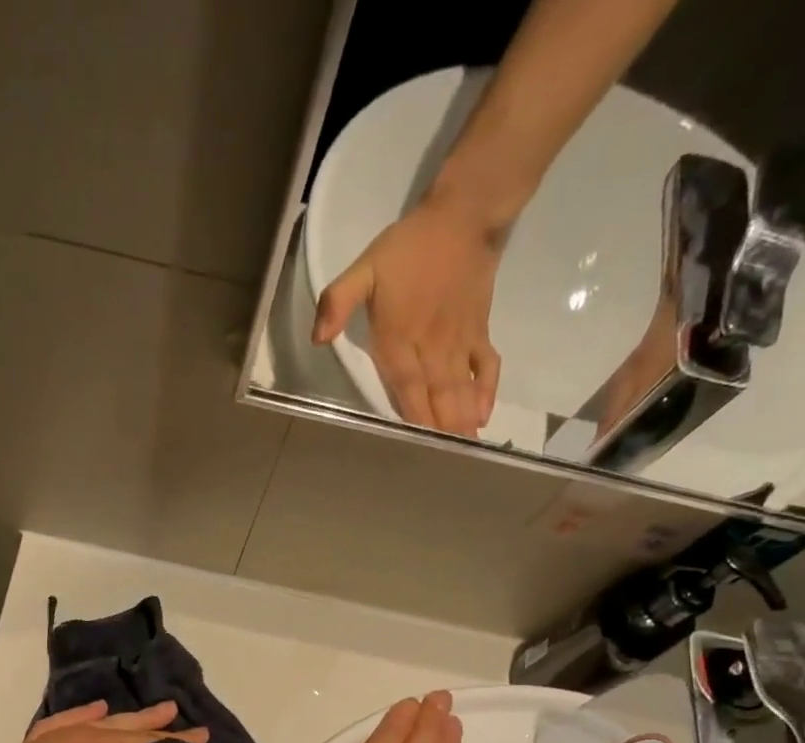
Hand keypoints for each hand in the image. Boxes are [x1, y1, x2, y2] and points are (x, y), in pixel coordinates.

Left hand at [0, 701, 207, 742]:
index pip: (146, 741)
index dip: (177, 740)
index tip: (205, 736)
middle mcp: (77, 737)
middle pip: (123, 727)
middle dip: (153, 723)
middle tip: (179, 712)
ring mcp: (51, 742)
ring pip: (97, 723)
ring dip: (123, 718)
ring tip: (143, 709)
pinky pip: (65, 724)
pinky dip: (82, 717)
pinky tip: (87, 715)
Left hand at [312, 193, 506, 437]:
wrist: (462, 215)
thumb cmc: (407, 247)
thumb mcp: (363, 268)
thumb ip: (338, 302)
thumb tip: (318, 338)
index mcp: (401, 339)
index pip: (406, 389)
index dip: (413, 419)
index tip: (418, 448)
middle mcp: (432, 348)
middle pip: (436, 398)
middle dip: (440, 431)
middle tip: (446, 465)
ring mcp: (459, 342)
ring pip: (461, 389)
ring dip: (462, 421)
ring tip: (466, 450)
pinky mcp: (479, 332)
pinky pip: (486, 366)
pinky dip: (486, 391)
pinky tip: (483, 415)